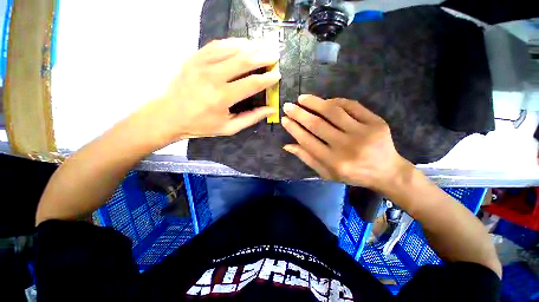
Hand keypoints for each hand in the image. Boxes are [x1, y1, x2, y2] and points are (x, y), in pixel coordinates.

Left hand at [133, 38, 280, 146]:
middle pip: (243, 61)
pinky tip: (242, 43)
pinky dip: (232, 43)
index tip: (277, 75)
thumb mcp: (229, 128)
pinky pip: (216, 45)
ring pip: (231, 48)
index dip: (267, 79)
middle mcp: (213, 77)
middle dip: (262, 56)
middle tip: (275, 55)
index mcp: (222, 97)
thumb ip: (251, 118)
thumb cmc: (202, 125)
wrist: (169, 115)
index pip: (251, 84)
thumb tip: (270, 110)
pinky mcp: (194, 58)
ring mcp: (201, 64)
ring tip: (262, 46)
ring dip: (250, 46)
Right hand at [281, 95, 411, 191]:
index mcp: (334, 162)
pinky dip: (336, 101)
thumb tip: (287, 145)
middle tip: (288, 106)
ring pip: (333, 112)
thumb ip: (307, 158)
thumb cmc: (352, 174)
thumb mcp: (326, 173)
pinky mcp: (376, 122)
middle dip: (299, 113)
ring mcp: (363, 133)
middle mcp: (347, 147)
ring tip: (302, 98)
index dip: (294, 129)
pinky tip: (326, 101)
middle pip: (317, 125)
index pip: (307, 141)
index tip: (284, 119)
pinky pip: (352, 106)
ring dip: (315, 102)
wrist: (386, 171)